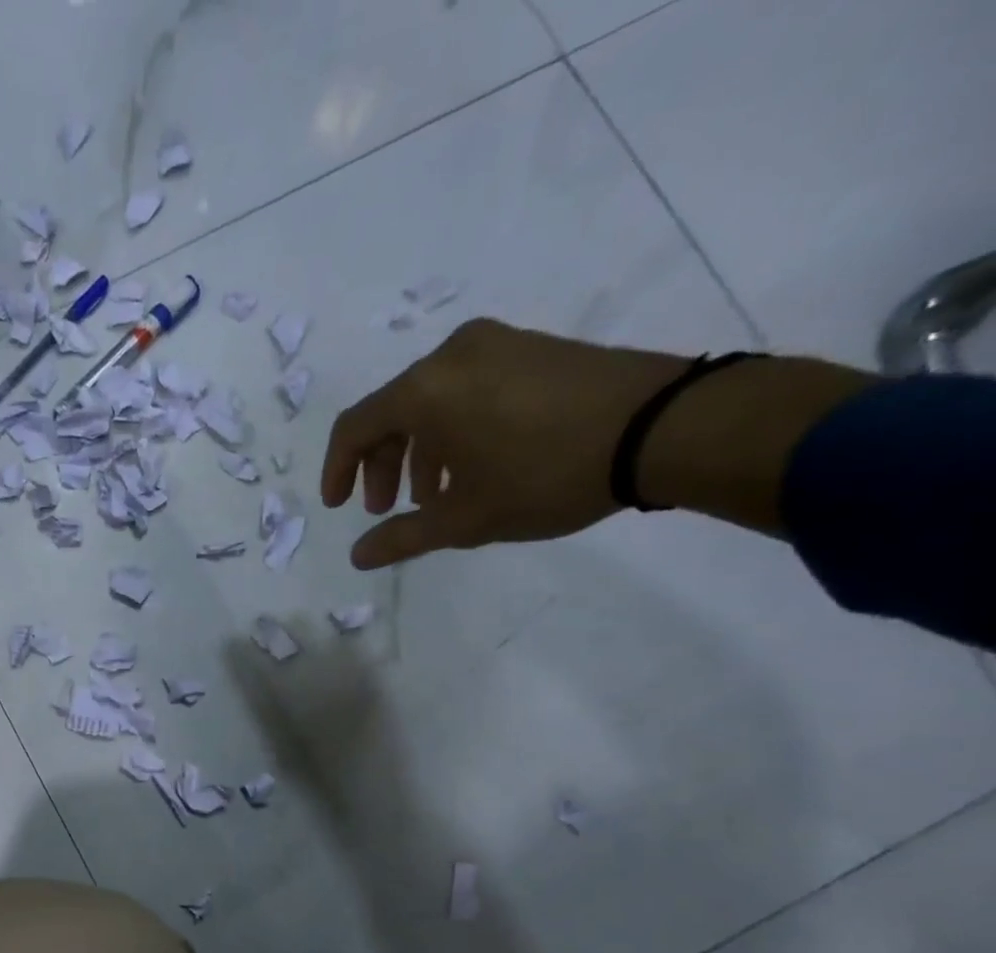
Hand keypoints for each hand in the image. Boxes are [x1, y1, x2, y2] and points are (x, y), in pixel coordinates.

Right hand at [321, 319, 693, 568]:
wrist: (665, 427)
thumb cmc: (544, 474)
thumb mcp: (465, 518)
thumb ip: (402, 536)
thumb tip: (358, 557)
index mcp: (424, 389)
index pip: (355, 427)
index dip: (337, 471)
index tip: (339, 507)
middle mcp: (452, 355)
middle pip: (392, 413)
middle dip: (383, 466)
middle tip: (390, 509)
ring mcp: (498, 345)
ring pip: (433, 402)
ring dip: (420, 452)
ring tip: (435, 497)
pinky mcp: (534, 349)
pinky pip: (470, 389)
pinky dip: (456, 430)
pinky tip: (475, 467)